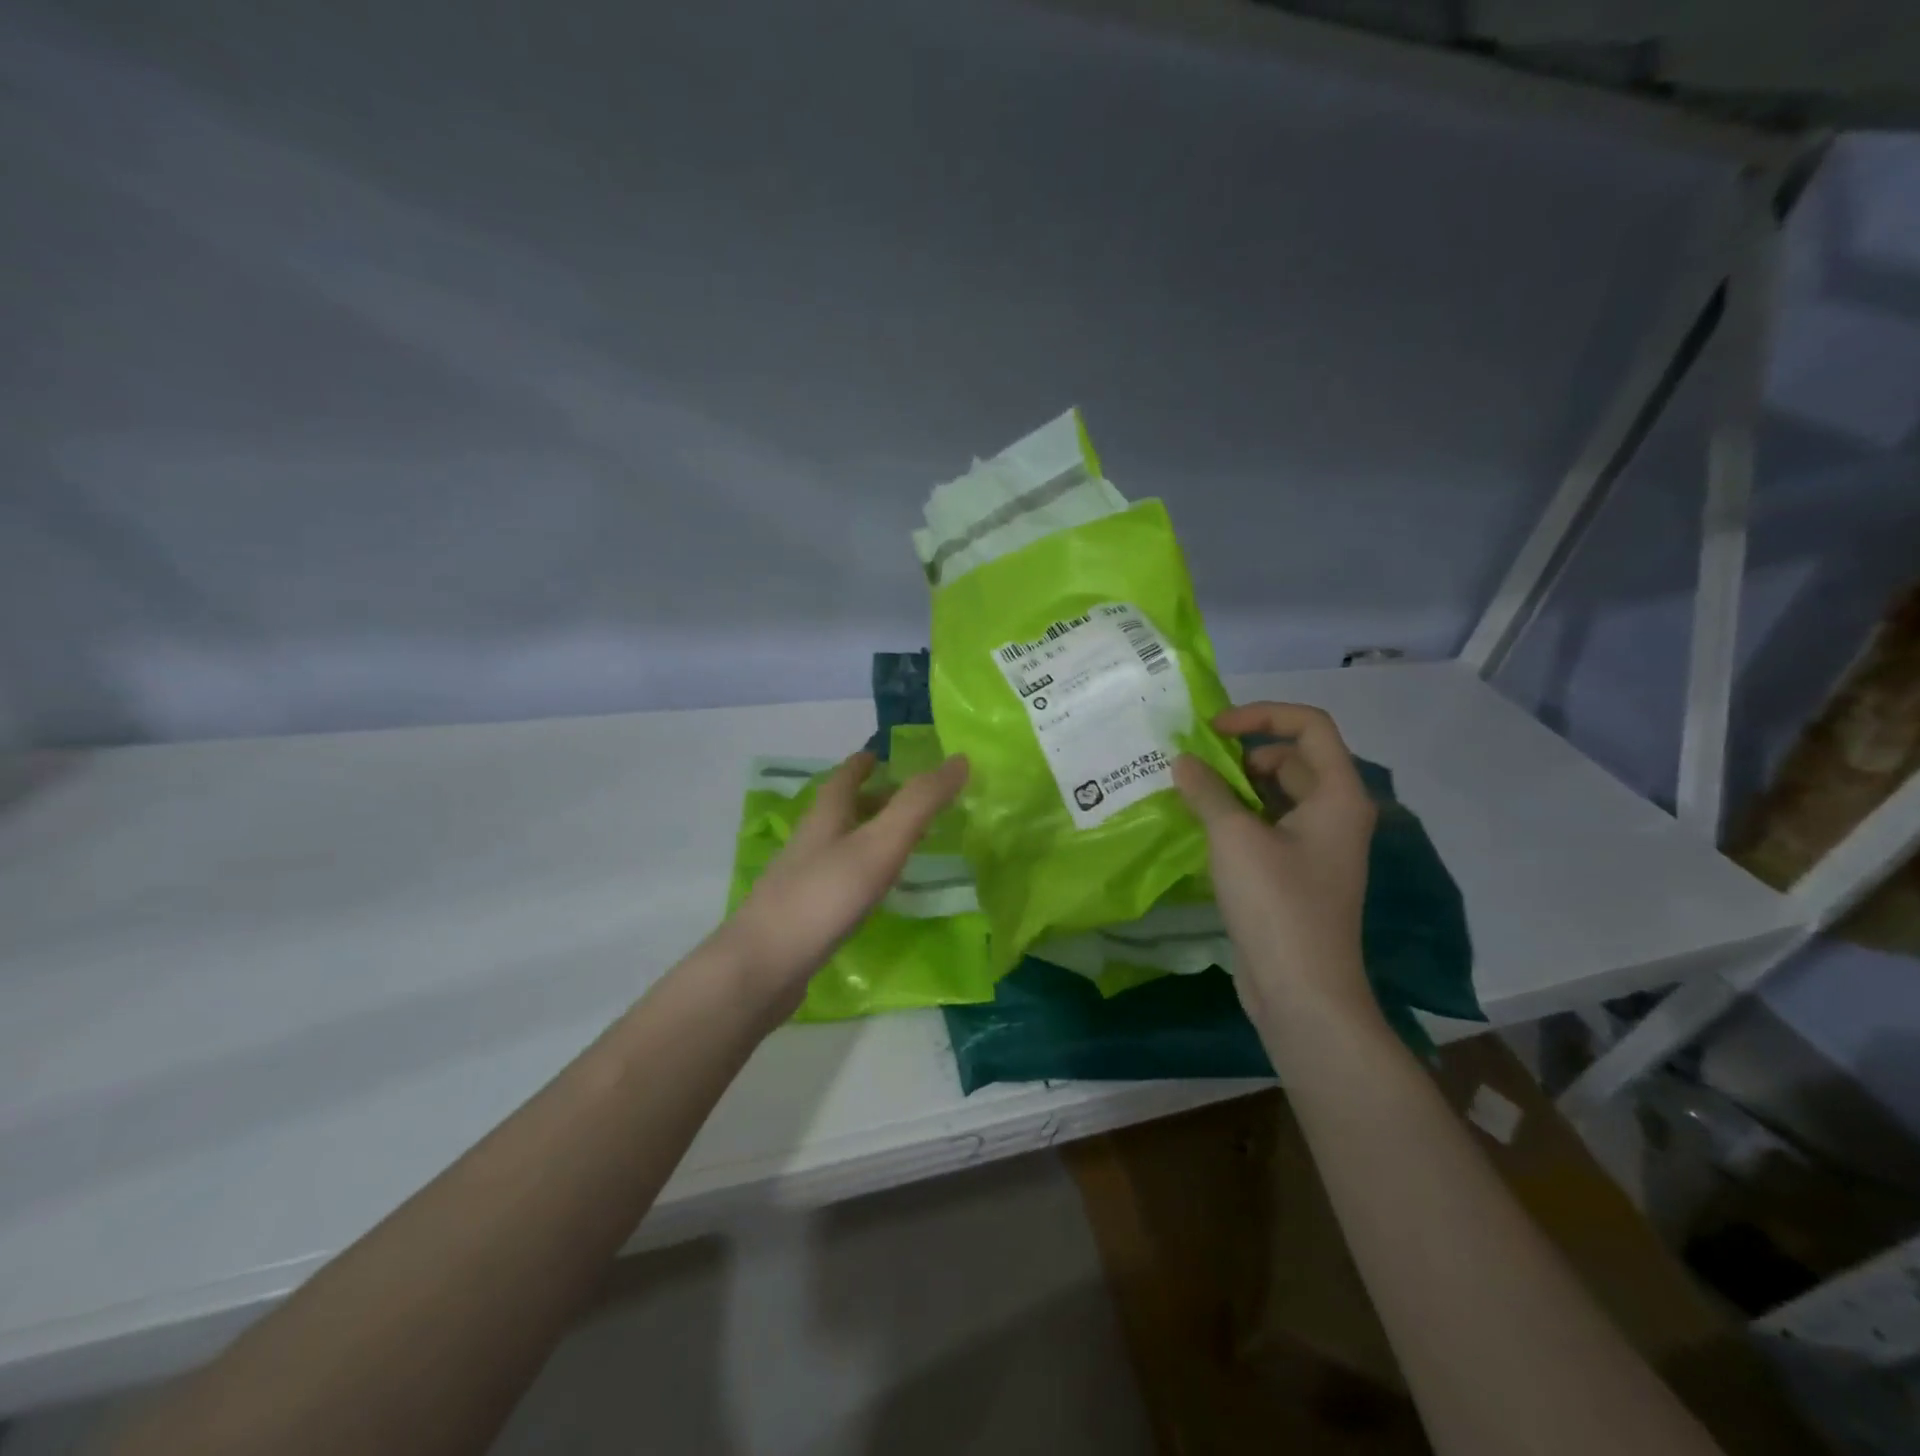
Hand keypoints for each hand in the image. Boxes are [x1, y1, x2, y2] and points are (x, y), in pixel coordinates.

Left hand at [720, 750, 969, 1009]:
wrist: (762, 968)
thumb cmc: (823, 897)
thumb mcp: (879, 844)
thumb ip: (919, 804)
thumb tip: (959, 760)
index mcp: (825, 817)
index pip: (844, 778)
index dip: (863, 763)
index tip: (881, 755)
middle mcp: (810, 842)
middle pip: (841, 811)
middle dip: (872, 800)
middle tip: (909, 802)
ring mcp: (802, 880)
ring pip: (840, 846)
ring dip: (868, 837)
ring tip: (901, 844)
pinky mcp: (803, 915)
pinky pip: (837, 881)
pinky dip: (861, 874)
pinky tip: (875, 893)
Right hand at [1173, 704, 1376, 1026]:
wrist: (1302, 991)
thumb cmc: (1277, 904)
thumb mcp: (1234, 838)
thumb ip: (1206, 791)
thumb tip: (1183, 761)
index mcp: (1337, 795)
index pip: (1309, 726)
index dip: (1261, 715)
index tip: (1214, 729)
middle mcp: (1334, 814)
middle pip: (1290, 759)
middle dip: (1242, 754)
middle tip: (1195, 765)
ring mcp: (1317, 846)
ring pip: (1276, 795)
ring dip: (1235, 788)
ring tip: (1189, 793)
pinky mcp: (1296, 873)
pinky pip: (1267, 827)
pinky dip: (1237, 818)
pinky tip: (1200, 828)